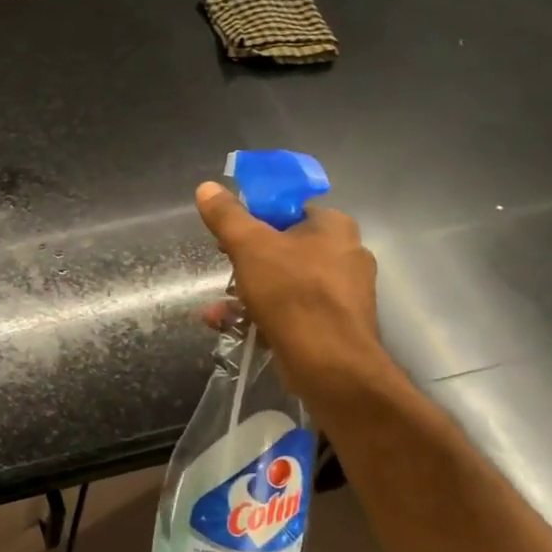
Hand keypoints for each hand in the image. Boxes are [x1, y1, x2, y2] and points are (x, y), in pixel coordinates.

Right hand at [194, 181, 390, 397]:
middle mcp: (346, 255)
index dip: (256, 219)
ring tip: (217, 310)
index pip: (290, 210)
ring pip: (285, 284)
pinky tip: (232, 327)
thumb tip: (206, 187)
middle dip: (246, 263)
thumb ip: (227, 216)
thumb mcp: (249, 246)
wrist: (330, 363)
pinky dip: (263, 316)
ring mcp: (343, 294)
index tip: (230, 236)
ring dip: (247, 294)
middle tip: (225, 272)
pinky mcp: (335, 326)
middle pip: (285, 249)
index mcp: (334, 227)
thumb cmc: (291, 292)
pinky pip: (293, 312)